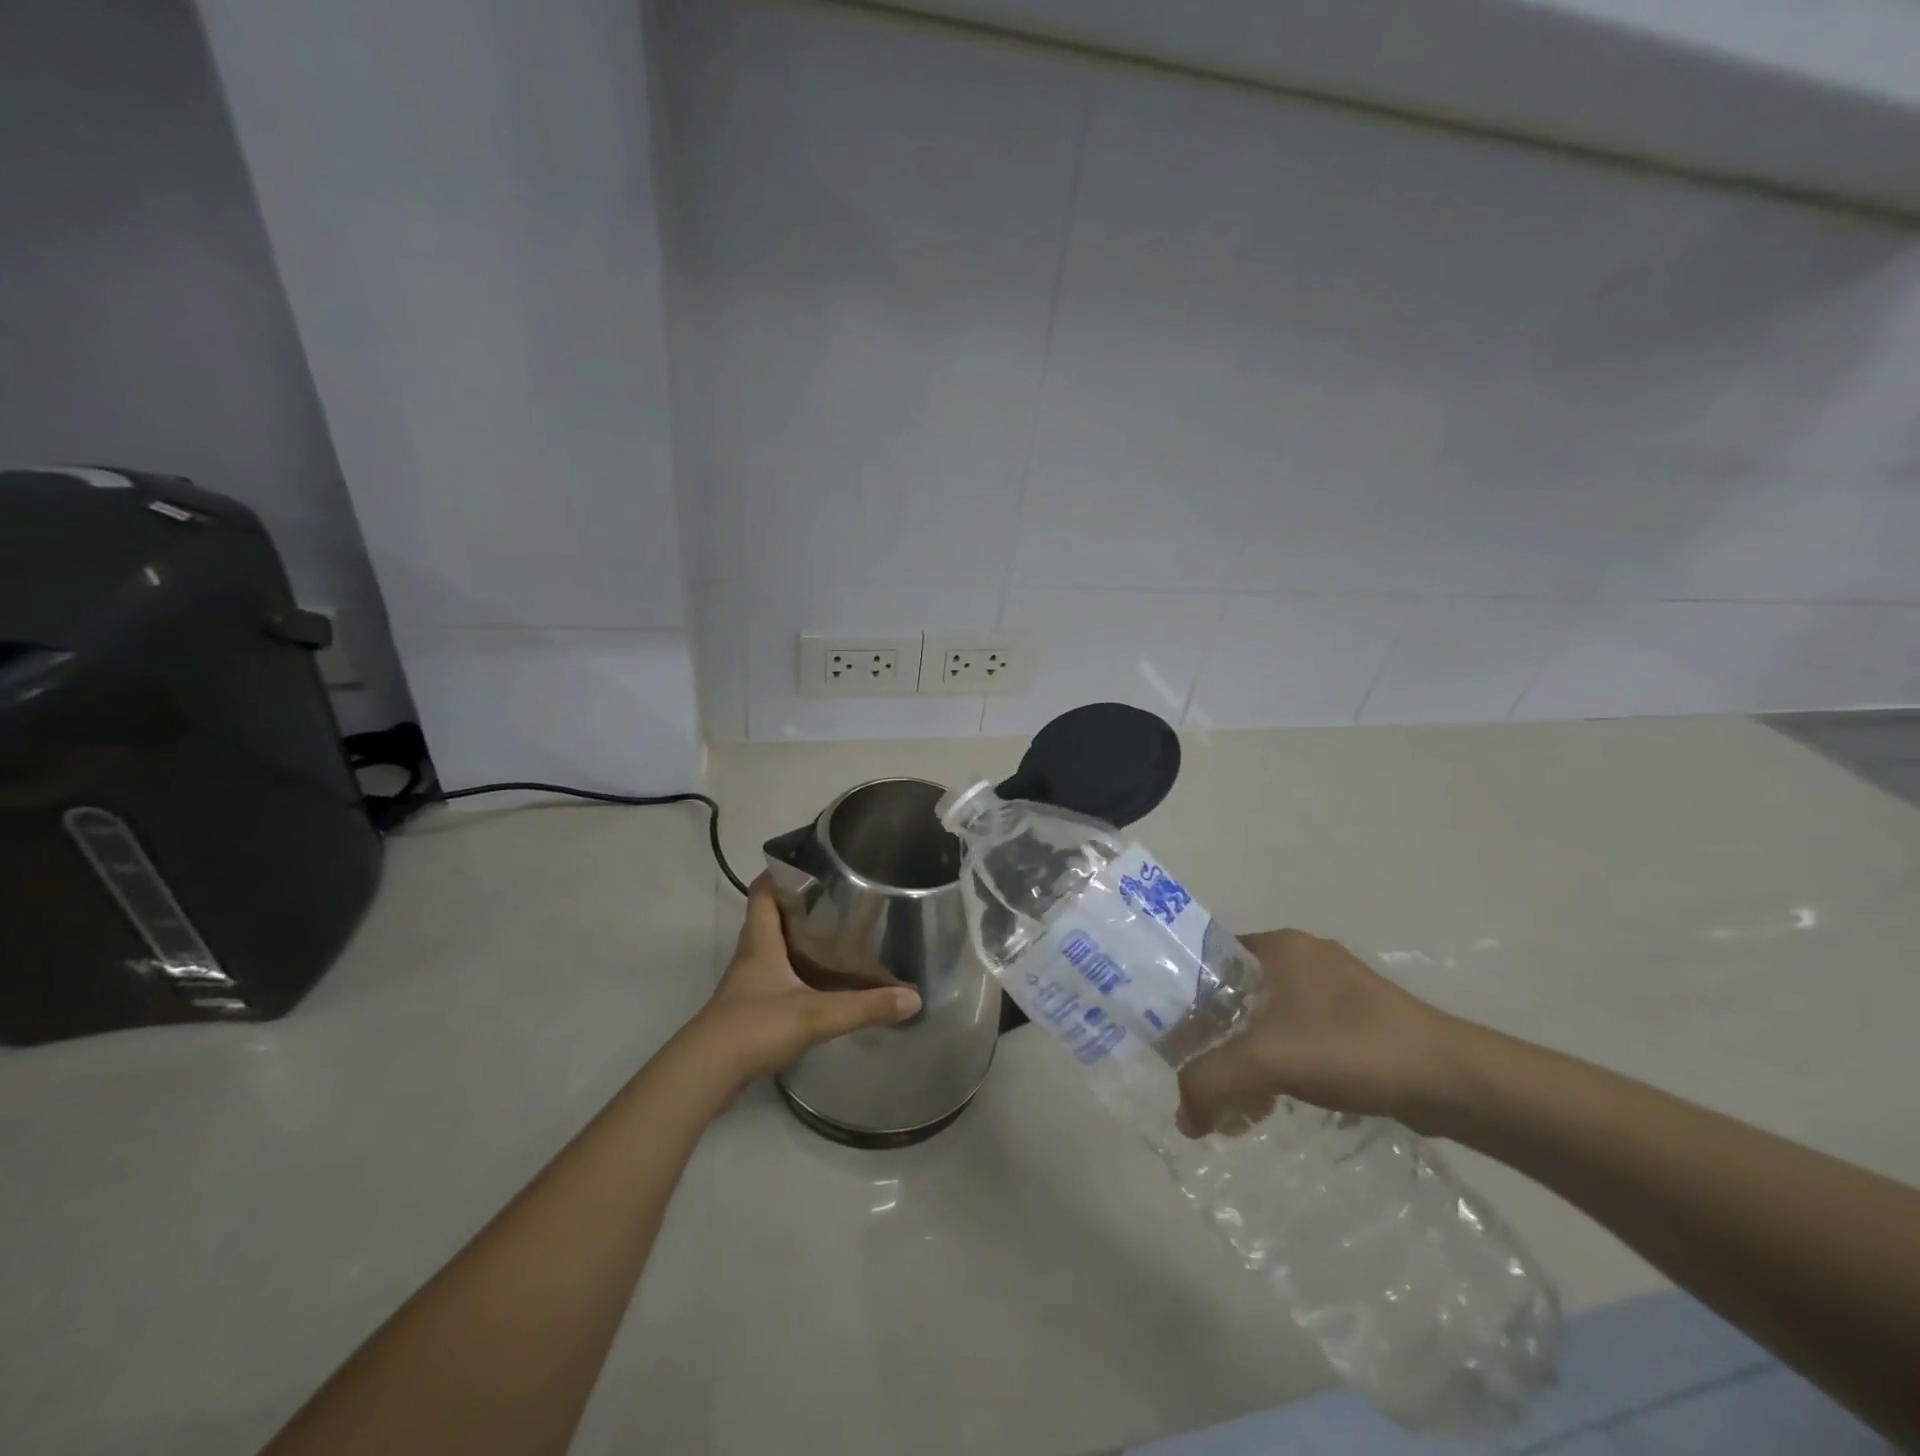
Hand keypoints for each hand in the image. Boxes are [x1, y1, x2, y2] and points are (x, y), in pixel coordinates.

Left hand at [681, 877, 920, 1092]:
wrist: (704, 1076)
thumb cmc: (755, 1028)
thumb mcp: (816, 1015)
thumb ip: (865, 1006)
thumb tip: (912, 998)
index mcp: (760, 942)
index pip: (763, 892)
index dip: (782, 874)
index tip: (813, 865)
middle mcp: (751, 956)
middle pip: (769, 917)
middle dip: (798, 905)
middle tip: (837, 899)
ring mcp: (747, 985)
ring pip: (771, 949)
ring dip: (796, 939)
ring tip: (835, 935)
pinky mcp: (748, 1011)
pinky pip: (773, 978)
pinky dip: (794, 972)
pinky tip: (819, 983)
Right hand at [1176, 929, 1458, 1138]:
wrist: (1454, 1079)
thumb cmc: (1353, 1047)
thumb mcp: (1267, 1061)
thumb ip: (1211, 1083)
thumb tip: (1182, 1119)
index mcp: (1279, 945)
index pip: (1211, 958)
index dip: (1185, 993)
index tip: (1171, 1033)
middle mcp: (1304, 957)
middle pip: (1237, 990)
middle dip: (1215, 1032)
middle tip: (1197, 1069)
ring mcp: (1335, 989)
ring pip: (1269, 1016)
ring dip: (1248, 1052)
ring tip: (1235, 1095)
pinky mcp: (1359, 1021)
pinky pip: (1300, 1034)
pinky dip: (1281, 1062)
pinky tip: (1277, 1098)